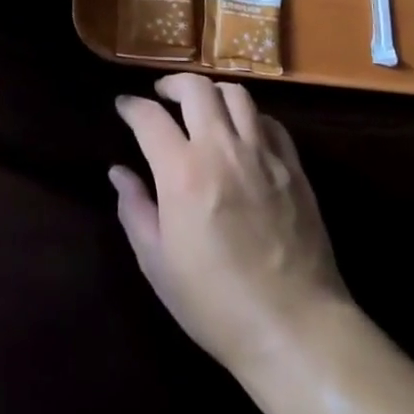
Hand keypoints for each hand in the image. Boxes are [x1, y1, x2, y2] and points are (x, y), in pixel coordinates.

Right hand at [112, 73, 349, 375]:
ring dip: (212, 92)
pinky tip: (243, 133)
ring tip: (202, 106)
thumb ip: (134, 210)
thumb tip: (119, 172)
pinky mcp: (293, 167)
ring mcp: (263, 155)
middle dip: (172, 83)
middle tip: (162, 95)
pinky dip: (250, 117)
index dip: (131, 106)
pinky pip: (270, 122)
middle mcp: (222, 149)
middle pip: (196, 88)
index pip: (150, 117)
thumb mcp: (158, 264)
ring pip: (237, 94)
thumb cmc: (216, 304)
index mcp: (183, 173)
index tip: (124, 106)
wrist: (295, 329)